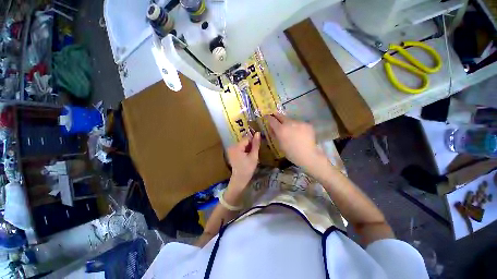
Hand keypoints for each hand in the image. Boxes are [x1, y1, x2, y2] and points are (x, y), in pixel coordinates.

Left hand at [226, 132, 260, 191]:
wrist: (240, 179)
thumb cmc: (248, 168)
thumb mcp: (254, 156)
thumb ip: (256, 144)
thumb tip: (258, 133)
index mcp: (237, 147)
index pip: (247, 138)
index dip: (253, 141)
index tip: (257, 148)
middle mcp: (232, 146)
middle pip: (244, 141)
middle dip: (250, 145)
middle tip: (253, 153)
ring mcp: (231, 149)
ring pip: (242, 144)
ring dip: (247, 147)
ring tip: (250, 155)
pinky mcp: (231, 152)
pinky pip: (239, 147)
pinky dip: (244, 150)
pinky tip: (246, 156)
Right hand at [266, 113, 325, 170]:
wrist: (308, 155)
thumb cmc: (291, 153)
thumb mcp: (279, 144)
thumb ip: (275, 134)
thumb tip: (272, 128)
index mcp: (280, 129)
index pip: (272, 120)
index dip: (268, 117)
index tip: (266, 116)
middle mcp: (289, 123)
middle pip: (281, 116)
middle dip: (277, 116)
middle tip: (276, 118)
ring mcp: (299, 122)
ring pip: (291, 120)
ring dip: (289, 123)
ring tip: (291, 129)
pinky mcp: (307, 124)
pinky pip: (299, 123)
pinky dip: (298, 127)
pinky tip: (300, 133)